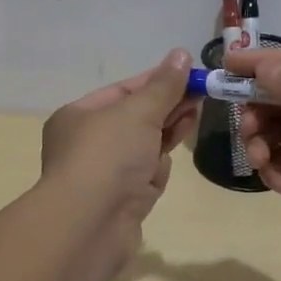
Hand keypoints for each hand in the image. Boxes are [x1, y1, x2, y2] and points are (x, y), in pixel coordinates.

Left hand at [39, 49, 198, 238]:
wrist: (90, 225)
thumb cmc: (108, 156)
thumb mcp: (138, 112)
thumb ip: (163, 86)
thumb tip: (181, 54)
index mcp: (78, 116)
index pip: (123, 91)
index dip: (157, 81)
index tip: (189, 73)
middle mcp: (88, 143)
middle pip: (135, 118)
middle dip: (167, 105)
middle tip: (202, 92)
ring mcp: (105, 174)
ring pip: (143, 146)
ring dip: (167, 131)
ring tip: (195, 114)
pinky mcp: (122, 200)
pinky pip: (145, 174)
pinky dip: (158, 166)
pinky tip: (170, 159)